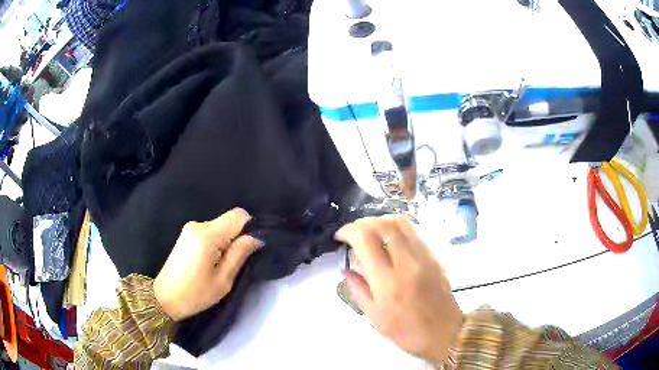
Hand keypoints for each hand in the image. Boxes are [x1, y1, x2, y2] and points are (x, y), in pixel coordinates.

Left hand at [153, 208, 261, 321]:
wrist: (164, 298)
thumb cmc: (195, 294)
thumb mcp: (223, 280)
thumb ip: (239, 254)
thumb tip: (256, 238)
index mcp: (207, 235)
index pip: (239, 215)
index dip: (251, 227)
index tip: (252, 248)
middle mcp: (198, 225)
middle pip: (229, 221)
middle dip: (238, 237)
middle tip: (236, 262)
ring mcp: (190, 228)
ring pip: (220, 227)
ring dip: (227, 242)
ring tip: (221, 265)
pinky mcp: (186, 235)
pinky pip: (210, 232)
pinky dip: (217, 243)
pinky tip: (211, 262)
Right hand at [336, 215, 462, 362]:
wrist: (443, 333)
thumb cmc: (406, 332)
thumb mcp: (375, 317)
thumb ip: (359, 290)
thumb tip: (347, 269)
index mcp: (387, 281)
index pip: (365, 239)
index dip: (349, 230)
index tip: (340, 236)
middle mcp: (407, 263)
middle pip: (383, 225)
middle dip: (363, 223)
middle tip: (354, 233)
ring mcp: (423, 257)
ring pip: (401, 223)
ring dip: (381, 221)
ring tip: (371, 232)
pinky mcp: (434, 256)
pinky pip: (414, 232)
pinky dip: (397, 228)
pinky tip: (391, 239)